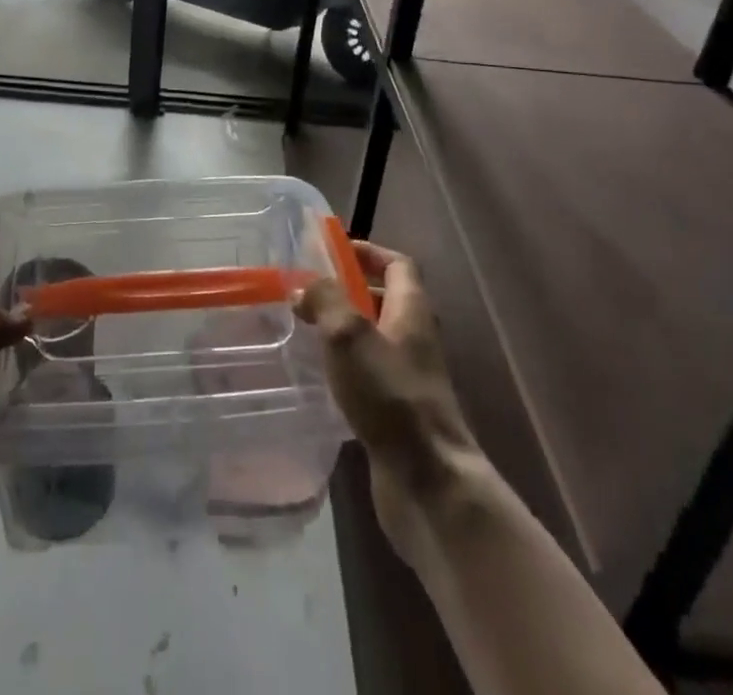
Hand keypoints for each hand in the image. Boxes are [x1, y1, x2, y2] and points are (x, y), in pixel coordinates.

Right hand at [296, 240, 487, 561]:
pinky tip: (319, 376)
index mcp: (411, 311)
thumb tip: (303, 287)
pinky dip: (346, 366)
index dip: (369, 252)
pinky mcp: (397, 412)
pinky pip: (369, 374)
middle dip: (349, 291)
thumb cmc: (391, 395)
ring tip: (305, 329)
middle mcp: (415, 339)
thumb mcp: (350, 335)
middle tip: (309, 291)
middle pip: (386, 300)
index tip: (334, 251)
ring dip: (344, 329)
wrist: (429, 482)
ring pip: (375, 339)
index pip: (398, 265)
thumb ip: (325, 300)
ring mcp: (409, 378)